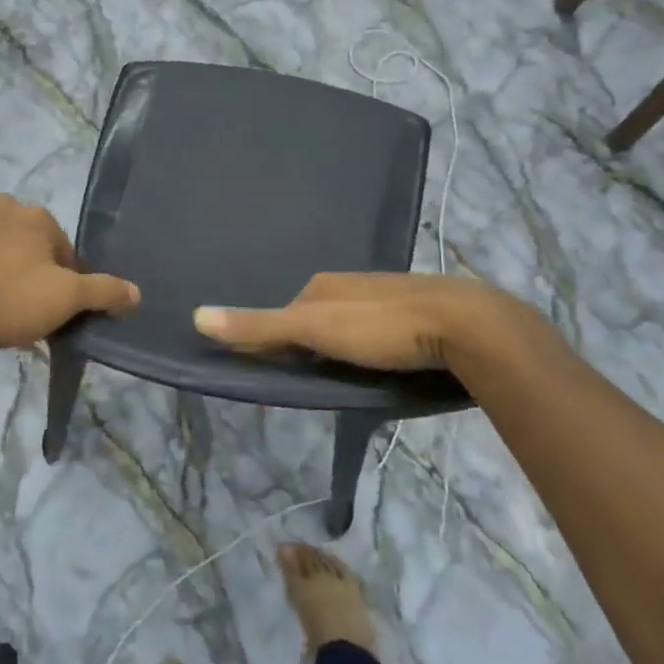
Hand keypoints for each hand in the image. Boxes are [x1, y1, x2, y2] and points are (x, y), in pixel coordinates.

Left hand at [0, 194, 139, 349]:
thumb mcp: (58, 303)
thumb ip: (100, 293)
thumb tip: (138, 292)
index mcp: (42, 220)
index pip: (65, 257)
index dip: (59, 289)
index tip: (42, 317)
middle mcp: (8, 203)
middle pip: (26, 244)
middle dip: (22, 272)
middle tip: (6, 311)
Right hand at [193, 272, 558, 379]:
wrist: (467, 325)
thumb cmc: (382, 327)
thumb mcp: (314, 329)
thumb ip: (260, 327)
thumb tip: (196, 316)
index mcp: (324, 284)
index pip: (286, 314)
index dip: (278, 342)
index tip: (280, 374)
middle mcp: (352, 285)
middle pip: (317, 318)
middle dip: (312, 344)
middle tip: (317, 380)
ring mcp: (388, 298)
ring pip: (351, 325)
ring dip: (345, 347)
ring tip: (352, 378)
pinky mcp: (419, 316)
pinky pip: (383, 331)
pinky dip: (375, 347)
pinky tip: (387, 365)